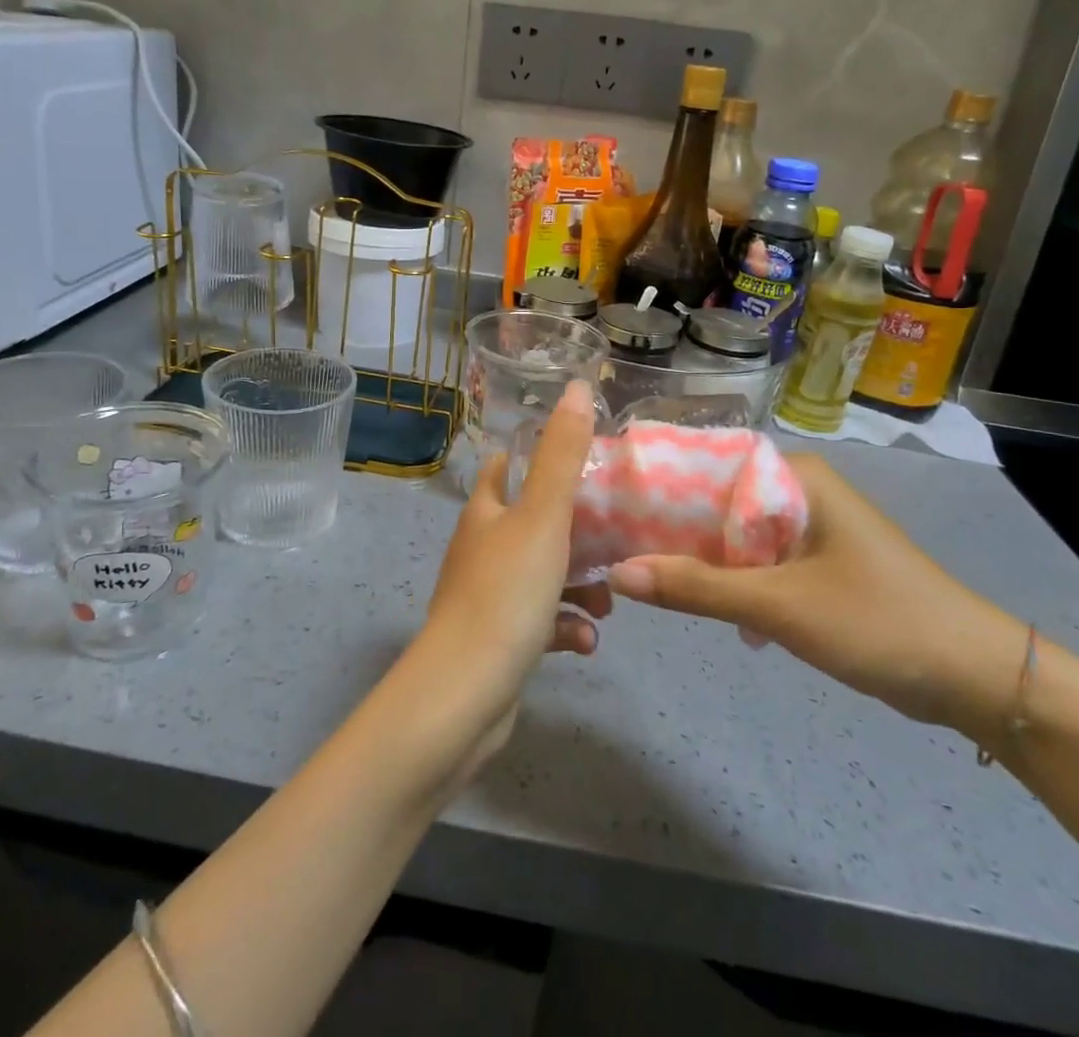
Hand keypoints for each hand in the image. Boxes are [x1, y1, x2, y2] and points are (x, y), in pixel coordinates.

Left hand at [417, 380, 609, 752]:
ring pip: (542, 577)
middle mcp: (480, 549)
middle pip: (531, 525)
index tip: (579, 461)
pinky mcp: (496, 641)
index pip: (500, 467)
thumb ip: (562, 454)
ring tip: (606, 606)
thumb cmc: (505, 593)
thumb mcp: (543, 516)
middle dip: (576, 535)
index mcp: (484, 513)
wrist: (465, 693)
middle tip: (613, 544)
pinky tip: (585, 644)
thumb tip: (577, 385)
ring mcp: (485, 597)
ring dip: (579, 587)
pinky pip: (540, 623)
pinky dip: (565, 628)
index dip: (533, 457)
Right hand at [607, 453, 1026, 741]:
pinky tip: (700, 604)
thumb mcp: (780, 605)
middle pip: (714, 498)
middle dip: (668, 524)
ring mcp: (807, 528)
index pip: (705, 459)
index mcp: (793, 476)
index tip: (606, 500)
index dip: (655, 479)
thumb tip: (618, 573)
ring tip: (640, 570)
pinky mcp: (815, 564)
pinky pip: (754, 560)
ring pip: (731, 533)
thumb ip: (697, 588)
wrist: (976, 678)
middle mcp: (796, 491)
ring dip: (695, 555)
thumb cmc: (878, 620)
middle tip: (611, 541)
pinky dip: (727, 578)